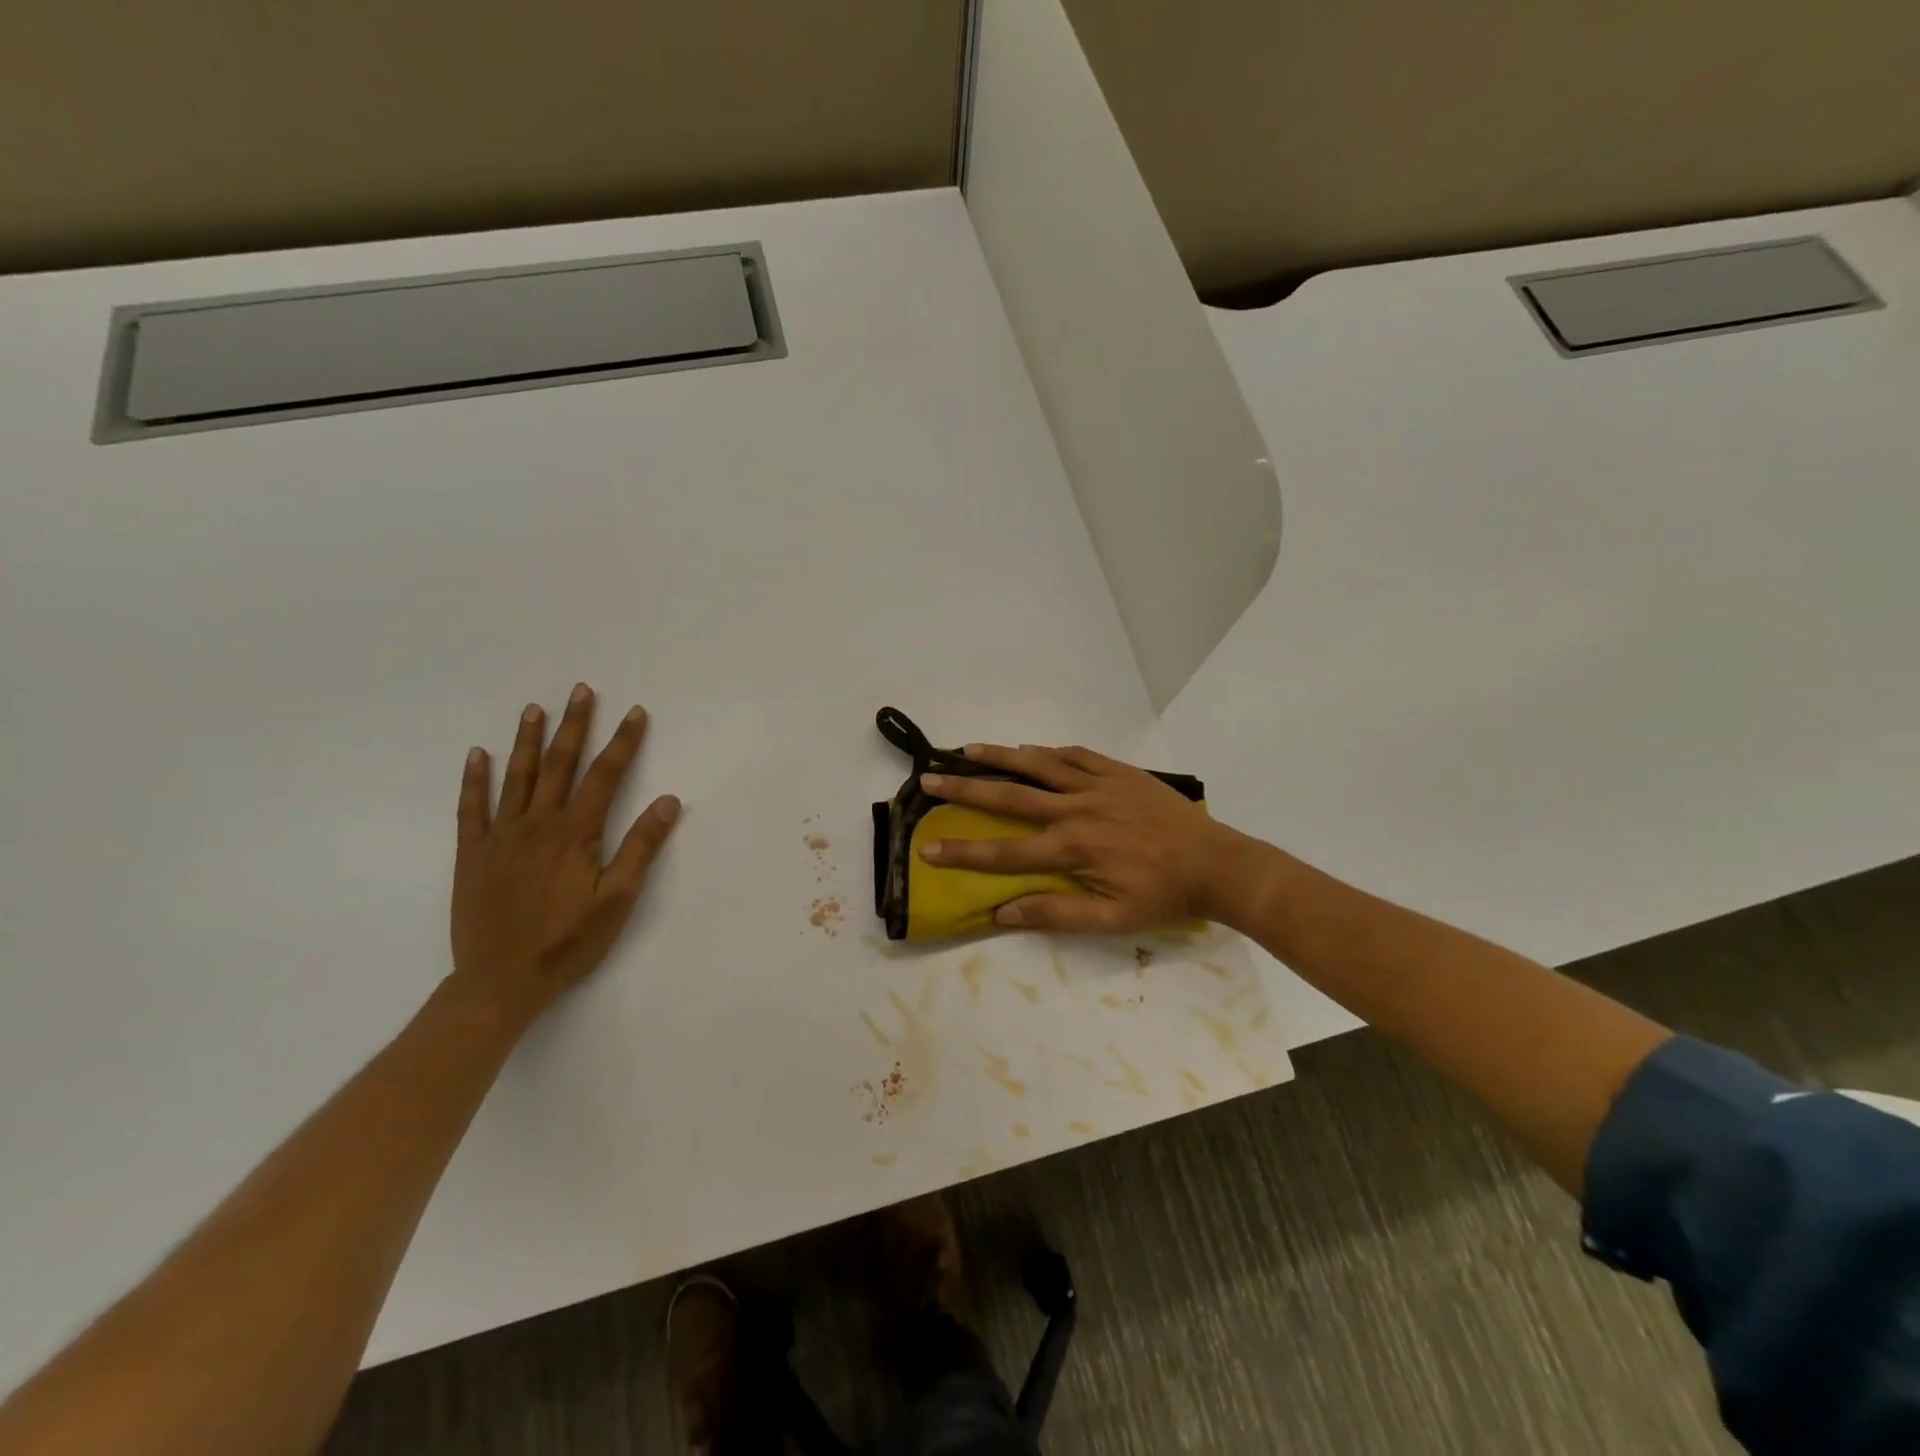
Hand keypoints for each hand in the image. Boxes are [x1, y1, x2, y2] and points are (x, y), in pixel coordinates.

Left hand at [450, 683, 680, 1023]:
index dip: (623, 742)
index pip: (605, 776)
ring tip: (535, 709)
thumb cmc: (568, 942)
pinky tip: (478, 755)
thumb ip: (641, 847)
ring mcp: (500, 836)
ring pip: (516, 776)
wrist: (499, 981)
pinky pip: (472, 807)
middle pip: (559, 764)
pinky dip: (475, 779)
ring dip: (528, 740)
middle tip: (581, 691)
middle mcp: (537, 824)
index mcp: (576, 834)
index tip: (635, 712)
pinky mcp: (473, 853)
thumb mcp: (618, 900)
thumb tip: (669, 801)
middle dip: (574, 725)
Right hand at [918, 743, 1254, 933]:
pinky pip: (1075, 754)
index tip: (928, 848)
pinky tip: (1029, 750)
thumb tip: (1002, 913)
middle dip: (965, 788)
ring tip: (966, 750)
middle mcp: (1076, 809)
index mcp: (1073, 848)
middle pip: (1010, 795)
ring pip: (1038, 764)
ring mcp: (1098, 784)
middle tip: (929, 780)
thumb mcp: (1111, 921)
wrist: (1216, 864)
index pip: (1005, 851)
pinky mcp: (1118, 771)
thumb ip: (1056, 913)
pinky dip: (1047, 752)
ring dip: (1000, 756)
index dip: (963, 853)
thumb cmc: (1163, 897)